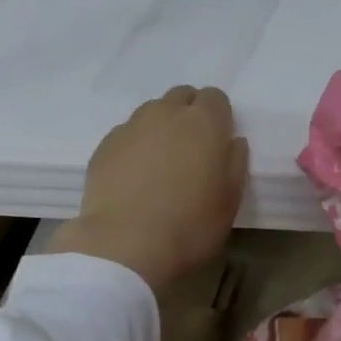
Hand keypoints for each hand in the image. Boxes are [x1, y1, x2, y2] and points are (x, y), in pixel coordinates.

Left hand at [49, 86, 248, 288]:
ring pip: (152, 113)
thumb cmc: (191, 226)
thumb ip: (235, 164)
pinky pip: (127, 135)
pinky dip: (136, 148)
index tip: (218, 144)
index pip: (215, 97)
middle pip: (182, 96)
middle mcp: (166, 114)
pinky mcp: (105, 145)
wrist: (126, 244)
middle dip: (189, 115)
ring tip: (161, 166)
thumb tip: (233, 142)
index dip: (219, 117)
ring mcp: (131, 127)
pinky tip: (136, 179)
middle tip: (191, 152)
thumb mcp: (230, 201)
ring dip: (161, 129)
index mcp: (204, 124)